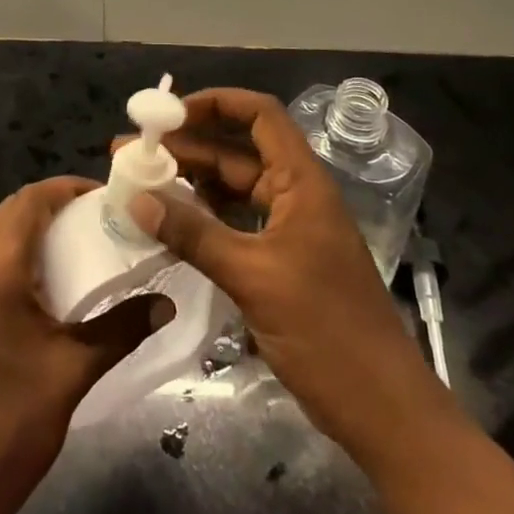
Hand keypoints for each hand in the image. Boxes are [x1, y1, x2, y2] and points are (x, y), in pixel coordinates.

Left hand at [0, 177, 163, 513]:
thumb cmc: (13, 423)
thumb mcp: (75, 371)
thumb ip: (122, 328)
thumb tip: (166, 303)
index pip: (29, 201)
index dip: (66, 188)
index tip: (104, 195)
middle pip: (10, 211)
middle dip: (53, 204)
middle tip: (97, 217)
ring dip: (33, 227)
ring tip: (77, 243)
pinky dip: (16, 251)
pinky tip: (45, 280)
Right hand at [128, 88, 448, 469]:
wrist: (382, 410)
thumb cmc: (327, 332)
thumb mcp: (254, 277)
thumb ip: (195, 235)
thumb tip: (138, 198)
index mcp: (302, 182)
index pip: (259, 115)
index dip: (214, 103)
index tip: (166, 114)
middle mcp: (295, 195)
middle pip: (236, 151)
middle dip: (185, 146)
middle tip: (131, 151)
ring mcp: (288, 229)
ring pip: (232, 189)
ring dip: (189, 182)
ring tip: (138, 182)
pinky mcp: (279, 262)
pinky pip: (233, 223)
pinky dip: (201, 218)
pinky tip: (167, 222)